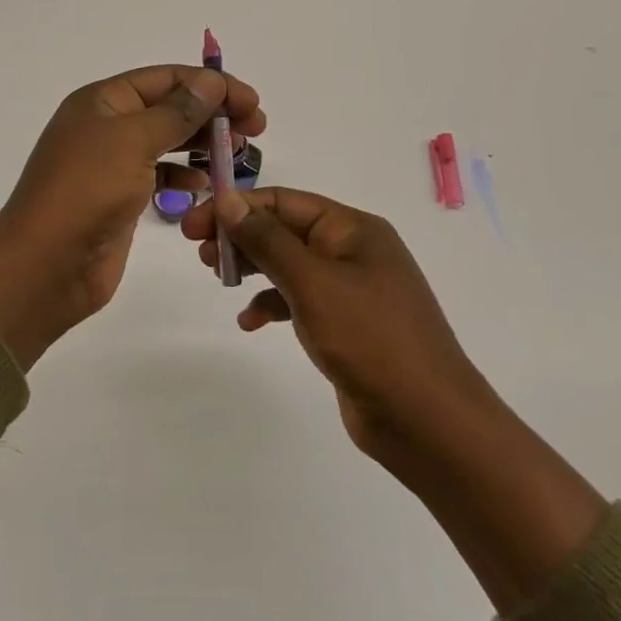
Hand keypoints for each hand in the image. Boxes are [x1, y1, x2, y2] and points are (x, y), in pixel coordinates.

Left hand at [0, 65, 264, 368]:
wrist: (45, 266)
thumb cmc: (86, 192)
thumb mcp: (133, 141)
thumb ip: (176, 111)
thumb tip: (211, 82)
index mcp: (102, 101)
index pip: (166, 79)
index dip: (211, 85)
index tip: (252, 103)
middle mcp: (106, 127)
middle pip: (169, 108)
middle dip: (212, 114)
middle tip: (256, 129)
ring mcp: (111, 165)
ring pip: (167, 143)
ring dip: (202, 145)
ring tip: (237, 154)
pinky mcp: (119, 200)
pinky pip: (159, 177)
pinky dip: (183, 178)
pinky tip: (204, 187)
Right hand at [181, 186, 490, 470]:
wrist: (427, 420)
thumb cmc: (371, 339)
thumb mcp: (313, 283)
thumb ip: (268, 239)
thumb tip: (229, 199)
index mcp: (353, 229)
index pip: (284, 201)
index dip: (237, 207)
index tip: (193, 225)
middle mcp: (353, 251)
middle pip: (285, 230)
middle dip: (242, 237)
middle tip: (200, 254)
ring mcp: (351, 290)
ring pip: (289, 265)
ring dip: (253, 268)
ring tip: (220, 280)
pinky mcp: (346, 325)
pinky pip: (299, 301)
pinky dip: (272, 304)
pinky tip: (250, 322)